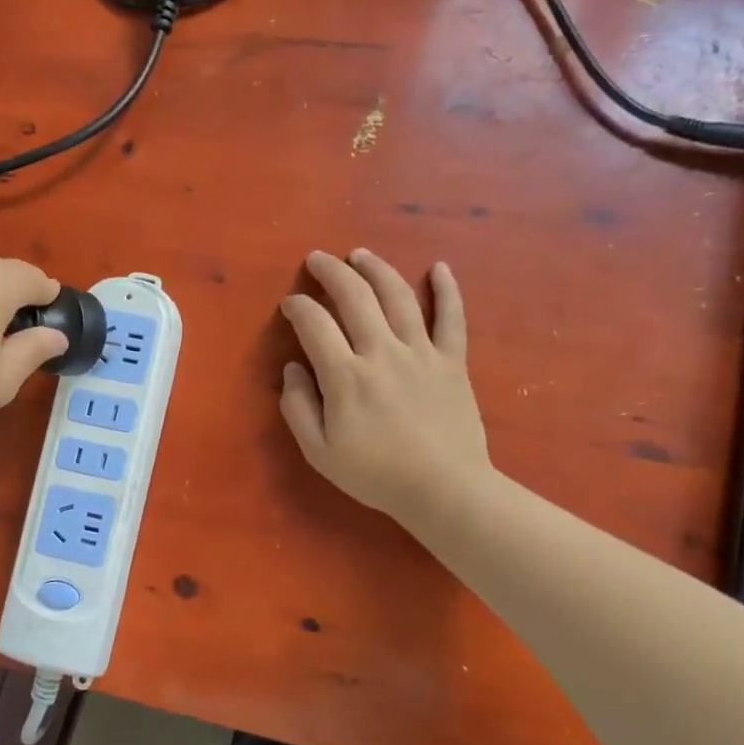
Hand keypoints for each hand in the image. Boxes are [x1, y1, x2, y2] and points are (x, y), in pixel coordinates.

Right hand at [279, 249, 491, 525]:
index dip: (298, 307)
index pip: (315, 325)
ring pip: (398, 296)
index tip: (290, 304)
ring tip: (359, 255)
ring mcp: (421, 352)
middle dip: (331, 272)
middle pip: (354, 297)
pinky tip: (440, 267)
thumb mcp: (319, 452)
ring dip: (376, 269)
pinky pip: (451, 317)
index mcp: (345, 376)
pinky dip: (447, 290)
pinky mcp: (452, 360)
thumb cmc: (376, 474)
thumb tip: (292, 369)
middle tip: (317, 259)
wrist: (444, 489)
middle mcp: (382, 352)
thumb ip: (298, 408)